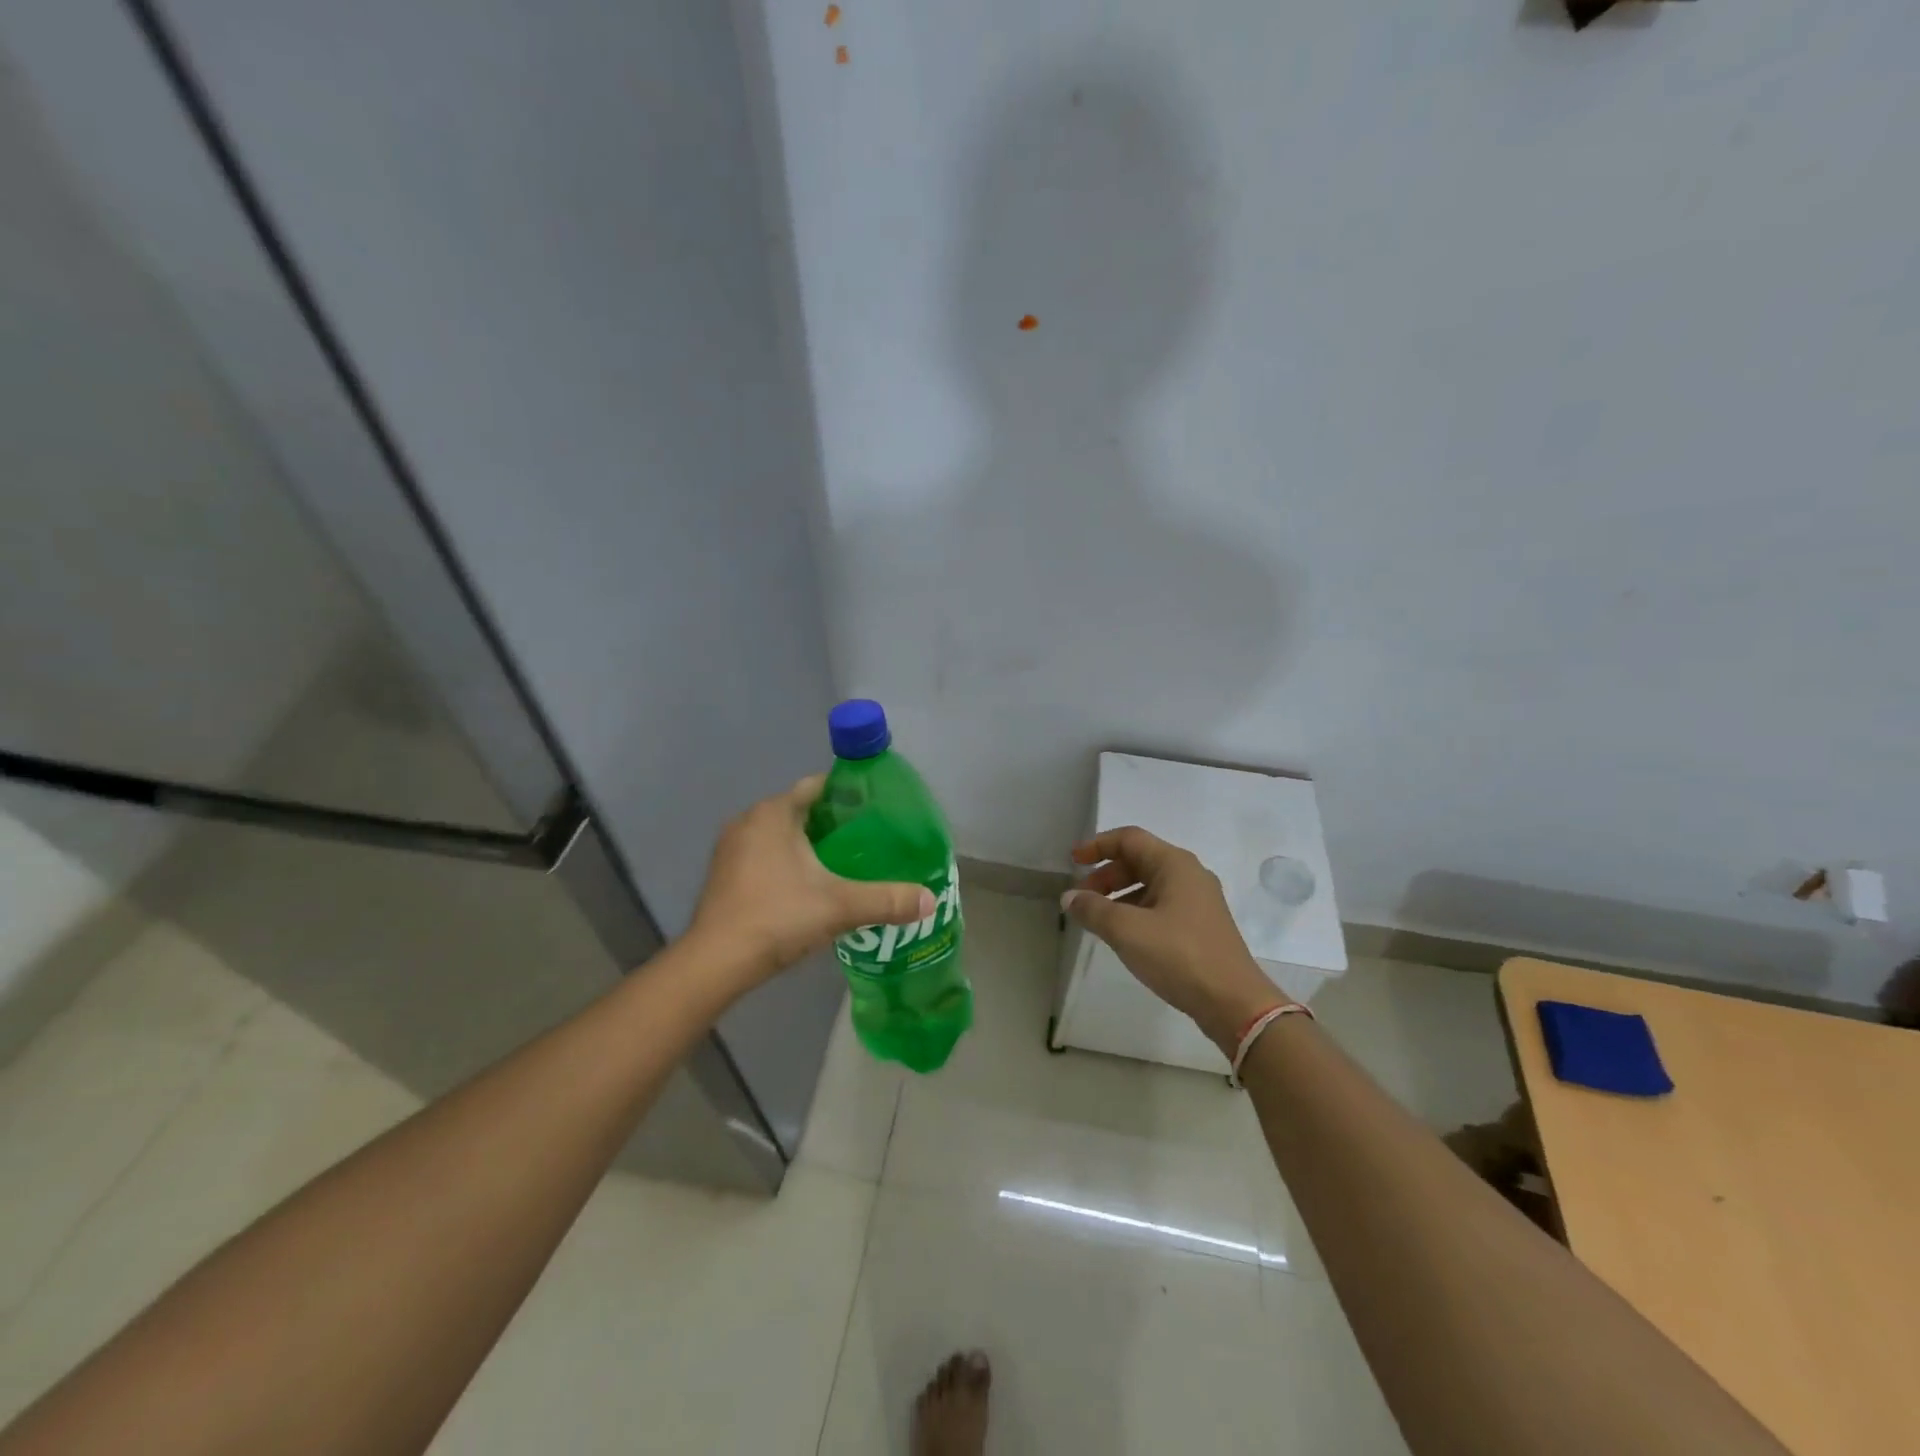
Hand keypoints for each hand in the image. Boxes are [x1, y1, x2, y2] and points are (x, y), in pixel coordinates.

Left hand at [689, 775, 934, 991]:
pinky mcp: (724, 874)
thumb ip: (887, 900)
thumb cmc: (777, 917)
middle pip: (800, 810)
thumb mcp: (840, 906)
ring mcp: (731, 848)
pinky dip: (788, 861)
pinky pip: (765, 854)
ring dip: (810, 844)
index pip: (817, 786)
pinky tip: (810, 885)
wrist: (716, 963)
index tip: (876, 810)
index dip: (848, 794)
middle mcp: (748, 821)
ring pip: (781, 834)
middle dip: (834, 823)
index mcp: (773, 813)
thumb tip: (930, 900)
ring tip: (846, 863)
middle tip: (870, 840)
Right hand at [1062, 826, 1288, 1054]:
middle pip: (1139, 860)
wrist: (1234, 1003)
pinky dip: (1136, 911)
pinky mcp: (1201, 926)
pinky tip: (1124, 935)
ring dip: (1120, 895)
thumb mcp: (1127, 931)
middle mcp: (1189, 874)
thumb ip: (1093, 909)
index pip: (1129, 839)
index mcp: (1175, 864)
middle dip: (1106, 874)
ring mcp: (1199, 901)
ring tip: (1098, 919)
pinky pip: (1161, 905)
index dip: (1097, 845)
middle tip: (1083, 897)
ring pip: (1150, 885)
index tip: (1072, 861)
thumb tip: (1069, 897)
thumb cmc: (1179, 956)